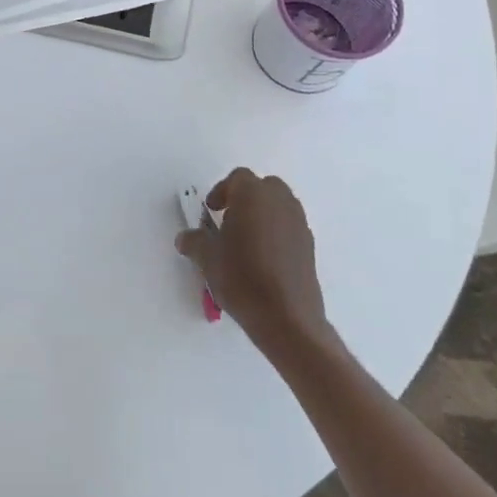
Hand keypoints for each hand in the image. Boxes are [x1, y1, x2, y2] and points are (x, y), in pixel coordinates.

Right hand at [177, 168, 332, 357]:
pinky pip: (289, 228)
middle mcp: (280, 202)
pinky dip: (276, 234)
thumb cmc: (241, 277)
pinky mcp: (310, 247)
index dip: (221, 191)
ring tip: (246, 242)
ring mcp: (299, 224)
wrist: (286, 318)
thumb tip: (186, 238)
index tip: (211, 211)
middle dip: (246, 199)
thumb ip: (194, 241)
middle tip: (229, 220)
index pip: (238, 178)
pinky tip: (263, 260)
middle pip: (263, 187)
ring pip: (279, 206)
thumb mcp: (207, 258)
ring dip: (263, 215)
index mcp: (253, 195)